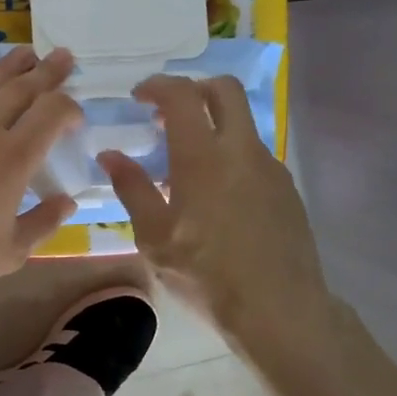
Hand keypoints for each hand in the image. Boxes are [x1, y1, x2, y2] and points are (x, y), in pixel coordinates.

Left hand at [0, 47, 81, 290]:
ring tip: (23, 53)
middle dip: (46, 71)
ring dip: (6, 68)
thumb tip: (68, 201)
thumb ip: (43, 223)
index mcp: (14, 156)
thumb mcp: (10, 251)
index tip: (75, 114)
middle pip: (21, 89)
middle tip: (62, 55)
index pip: (52, 113)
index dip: (69, 107)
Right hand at [97, 75, 327, 336]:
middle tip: (167, 114)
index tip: (138, 97)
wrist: (280, 310)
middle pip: (224, 91)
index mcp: (203, 157)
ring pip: (242, 123)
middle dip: (193, 89)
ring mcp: (270, 168)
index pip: (182, 95)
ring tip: (185, 164)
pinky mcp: (286, 190)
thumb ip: (132, 188)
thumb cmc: (206, 274)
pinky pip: (253, 155)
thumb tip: (110, 155)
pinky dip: (229, 155)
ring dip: (212, 125)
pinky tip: (215, 196)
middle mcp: (241, 150)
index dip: (157, 85)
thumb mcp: (154, 237)